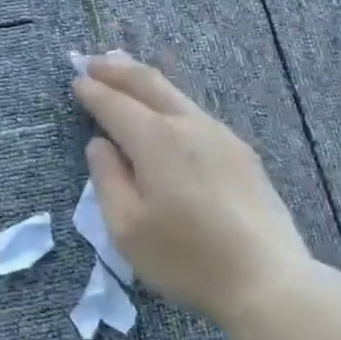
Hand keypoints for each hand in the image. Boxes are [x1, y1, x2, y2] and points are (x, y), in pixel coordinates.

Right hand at [71, 54, 311, 327]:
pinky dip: (170, 102)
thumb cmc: (186, 259)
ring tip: (126, 74)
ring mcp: (222, 135)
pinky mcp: (241, 153)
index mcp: (157, 140)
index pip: (115, 104)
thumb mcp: (127, 228)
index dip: (92, 92)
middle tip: (93, 61)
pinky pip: (196, 114)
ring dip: (146, 81)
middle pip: (150, 83)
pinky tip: (166, 113)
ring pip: (177, 95)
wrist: (266, 278)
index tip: (75, 80)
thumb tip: (100, 145)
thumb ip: (107, 179)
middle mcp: (190, 125)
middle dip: (118, 69)